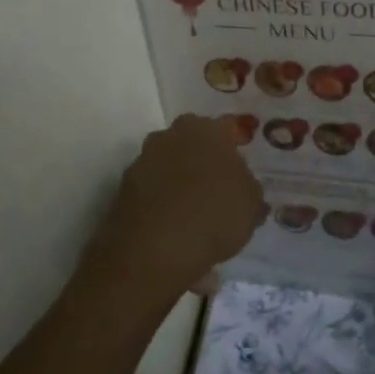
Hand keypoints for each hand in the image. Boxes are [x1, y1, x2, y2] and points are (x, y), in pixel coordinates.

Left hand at [81, 115, 264, 313]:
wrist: (155, 249)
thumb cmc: (214, 214)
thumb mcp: (251, 204)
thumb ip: (249, 189)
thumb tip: (244, 188)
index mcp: (206, 131)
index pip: (226, 124)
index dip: (236, 138)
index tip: (243, 151)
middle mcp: (171, 137)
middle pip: (191, 139)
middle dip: (203, 155)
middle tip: (218, 179)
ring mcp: (143, 162)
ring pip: (168, 164)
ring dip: (180, 178)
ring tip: (195, 209)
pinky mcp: (123, 189)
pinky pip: (152, 190)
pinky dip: (162, 202)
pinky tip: (175, 226)